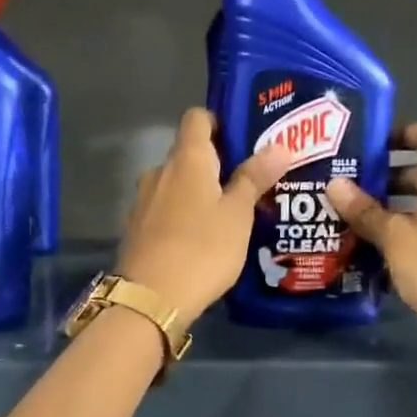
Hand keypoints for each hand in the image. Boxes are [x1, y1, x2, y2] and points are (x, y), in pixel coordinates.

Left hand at [117, 109, 293, 321]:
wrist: (151, 298)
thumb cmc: (202, 249)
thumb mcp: (238, 215)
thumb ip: (254, 178)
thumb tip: (279, 145)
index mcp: (186, 159)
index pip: (197, 118)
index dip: (219, 122)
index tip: (243, 140)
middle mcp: (159, 171)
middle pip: (187, 153)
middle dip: (215, 163)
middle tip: (247, 182)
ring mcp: (143, 201)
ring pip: (175, 184)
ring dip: (197, 192)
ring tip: (227, 214)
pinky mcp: (136, 229)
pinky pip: (164, 210)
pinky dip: (182, 215)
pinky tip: (201, 239)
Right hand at [327, 123, 416, 367]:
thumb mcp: (396, 237)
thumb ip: (365, 211)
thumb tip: (334, 183)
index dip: (407, 132)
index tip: (372, 142)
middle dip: (385, 176)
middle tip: (344, 183)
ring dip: (386, 210)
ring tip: (345, 215)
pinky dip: (396, 238)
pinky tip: (364, 250)